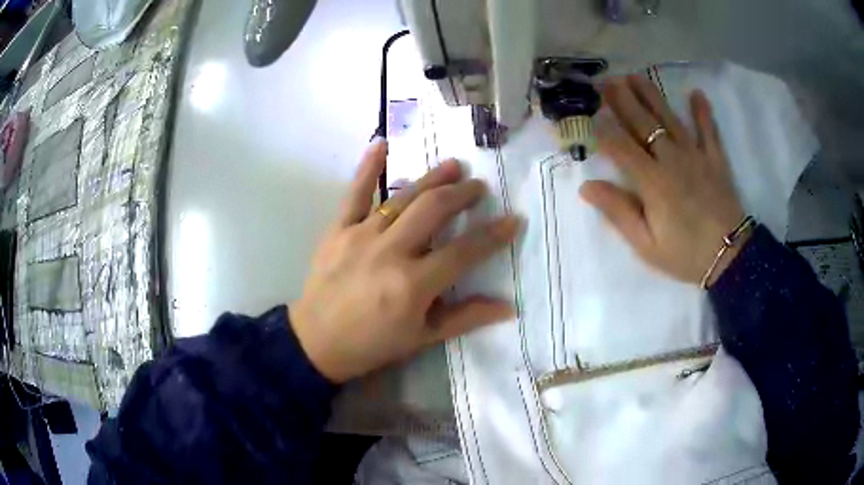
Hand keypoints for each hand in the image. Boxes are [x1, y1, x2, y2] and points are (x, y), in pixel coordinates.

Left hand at [290, 140, 518, 382]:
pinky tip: (382, 143)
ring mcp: (361, 236)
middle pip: (434, 210)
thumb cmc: (373, 344)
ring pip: (403, 197)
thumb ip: (466, 318)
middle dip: (462, 194)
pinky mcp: (337, 230)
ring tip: (454, 166)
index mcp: (413, 284)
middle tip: (479, 186)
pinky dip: (368, 167)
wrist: (317, 342)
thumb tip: (509, 307)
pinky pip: (355, 193)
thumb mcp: (423, 338)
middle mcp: (390, 252)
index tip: (513, 219)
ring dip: (431, 178)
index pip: (464, 251)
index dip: (493, 234)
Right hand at [580, 75, 747, 285]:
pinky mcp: (716, 159)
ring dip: (652, 96)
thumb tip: (587, 186)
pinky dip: (703, 112)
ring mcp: (696, 156)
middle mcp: (672, 160)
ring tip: (635, 76)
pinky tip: (696, 93)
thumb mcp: (646, 245)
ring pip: (670, 119)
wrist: (730, 258)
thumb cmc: (685, 255)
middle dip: (623, 100)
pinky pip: (709, 131)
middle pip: (643, 124)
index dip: (602, 129)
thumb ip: (619, 213)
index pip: (621, 147)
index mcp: (653, 182)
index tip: (587, 113)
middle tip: (606, 80)